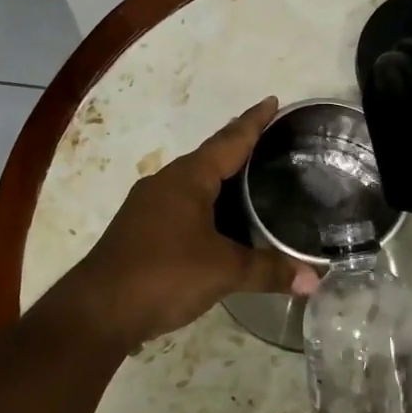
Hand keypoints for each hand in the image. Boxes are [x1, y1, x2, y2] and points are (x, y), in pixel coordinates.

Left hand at [59, 97, 318, 347]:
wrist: (97, 312)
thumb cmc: (163, 275)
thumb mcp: (223, 271)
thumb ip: (268, 270)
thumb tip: (315, 280)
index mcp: (188, 178)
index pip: (229, 141)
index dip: (253, 122)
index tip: (272, 101)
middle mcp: (166, 183)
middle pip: (210, 157)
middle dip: (238, 147)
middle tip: (270, 140)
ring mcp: (148, 206)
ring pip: (194, 182)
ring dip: (220, 178)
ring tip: (250, 178)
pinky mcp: (140, 230)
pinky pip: (182, 204)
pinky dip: (206, 204)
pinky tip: (219, 222)